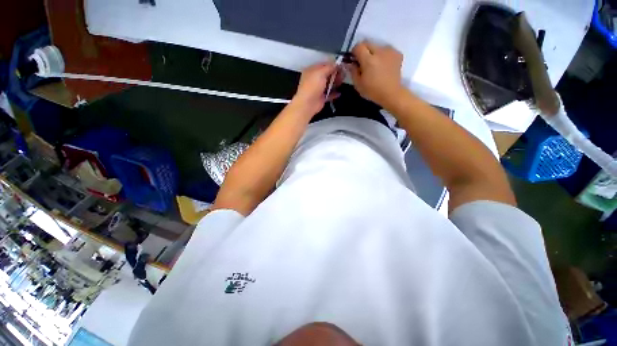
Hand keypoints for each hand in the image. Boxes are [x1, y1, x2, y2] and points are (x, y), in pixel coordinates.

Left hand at [291, 62, 342, 116]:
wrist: (308, 104)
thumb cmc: (312, 86)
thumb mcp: (321, 72)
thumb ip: (329, 67)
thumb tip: (336, 64)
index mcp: (312, 71)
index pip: (324, 65)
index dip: (333, 65)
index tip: (341, 66)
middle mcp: (315, 79)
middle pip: (327, 74)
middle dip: (335, 74)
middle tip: (343, 74)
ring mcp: (318, 89)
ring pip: (329, 84)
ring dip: (335, 83)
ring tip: (341, 82)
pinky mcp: (321, 98)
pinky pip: (329, 94)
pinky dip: (334, 93)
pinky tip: (339, 93)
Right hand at [347, 41, 403, 106]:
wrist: (392, 94)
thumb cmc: (372, 91)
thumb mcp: (358, 84)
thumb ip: (352, 71)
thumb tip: (349, 63)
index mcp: (369, 60)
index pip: (358, 46)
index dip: (354, 52)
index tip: (354, 59)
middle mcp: (380, 51)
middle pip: (368, 43)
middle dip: (363, 50)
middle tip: (363, 62)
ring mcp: (390, 51)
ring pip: (377, 46)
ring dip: (373, 52)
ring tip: (374, 65)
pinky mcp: (397, 53)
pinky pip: (386, 50)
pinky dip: (383, 55)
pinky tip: (383, 65)